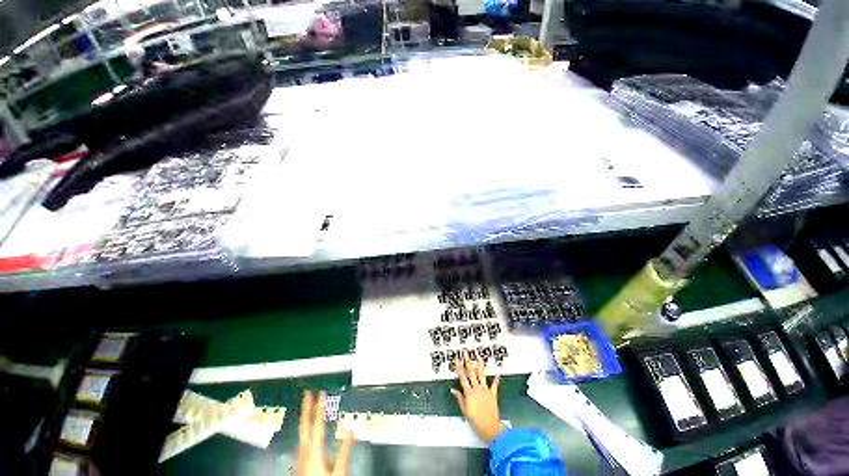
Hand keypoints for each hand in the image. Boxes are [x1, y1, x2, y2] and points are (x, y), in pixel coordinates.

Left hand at [297, 390, 354, 475]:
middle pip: (305, 425)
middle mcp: (304, 451)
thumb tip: (351, 431)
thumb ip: (344, 451)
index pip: (317, 424)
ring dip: (305, 418)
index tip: (321, 393)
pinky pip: (302, 441)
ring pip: (301, 433)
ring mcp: (300, 457)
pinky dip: (305, 429)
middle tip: (308, 393)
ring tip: (308, 407)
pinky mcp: (299, 463)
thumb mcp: (339, 471)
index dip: (320, 407)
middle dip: (306, 408)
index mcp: (314, 451)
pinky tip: (308, 431)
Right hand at [451, 351, 504, 442]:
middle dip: (468, 361)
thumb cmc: (475, 420)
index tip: (457, 360)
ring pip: (482, 375)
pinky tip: (497, 374)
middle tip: (466, 353)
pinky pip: (494, 385)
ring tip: (479, 357)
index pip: (463, 377)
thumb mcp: (464, 410)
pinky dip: (496, 380)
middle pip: (471, 372)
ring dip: (480, 365)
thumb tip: (453, 390)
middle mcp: (476, 388)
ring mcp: (485, 390)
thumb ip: (459, 398)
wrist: (489, 426)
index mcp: (469, 392)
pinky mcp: (492, 394)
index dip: (459, 368)